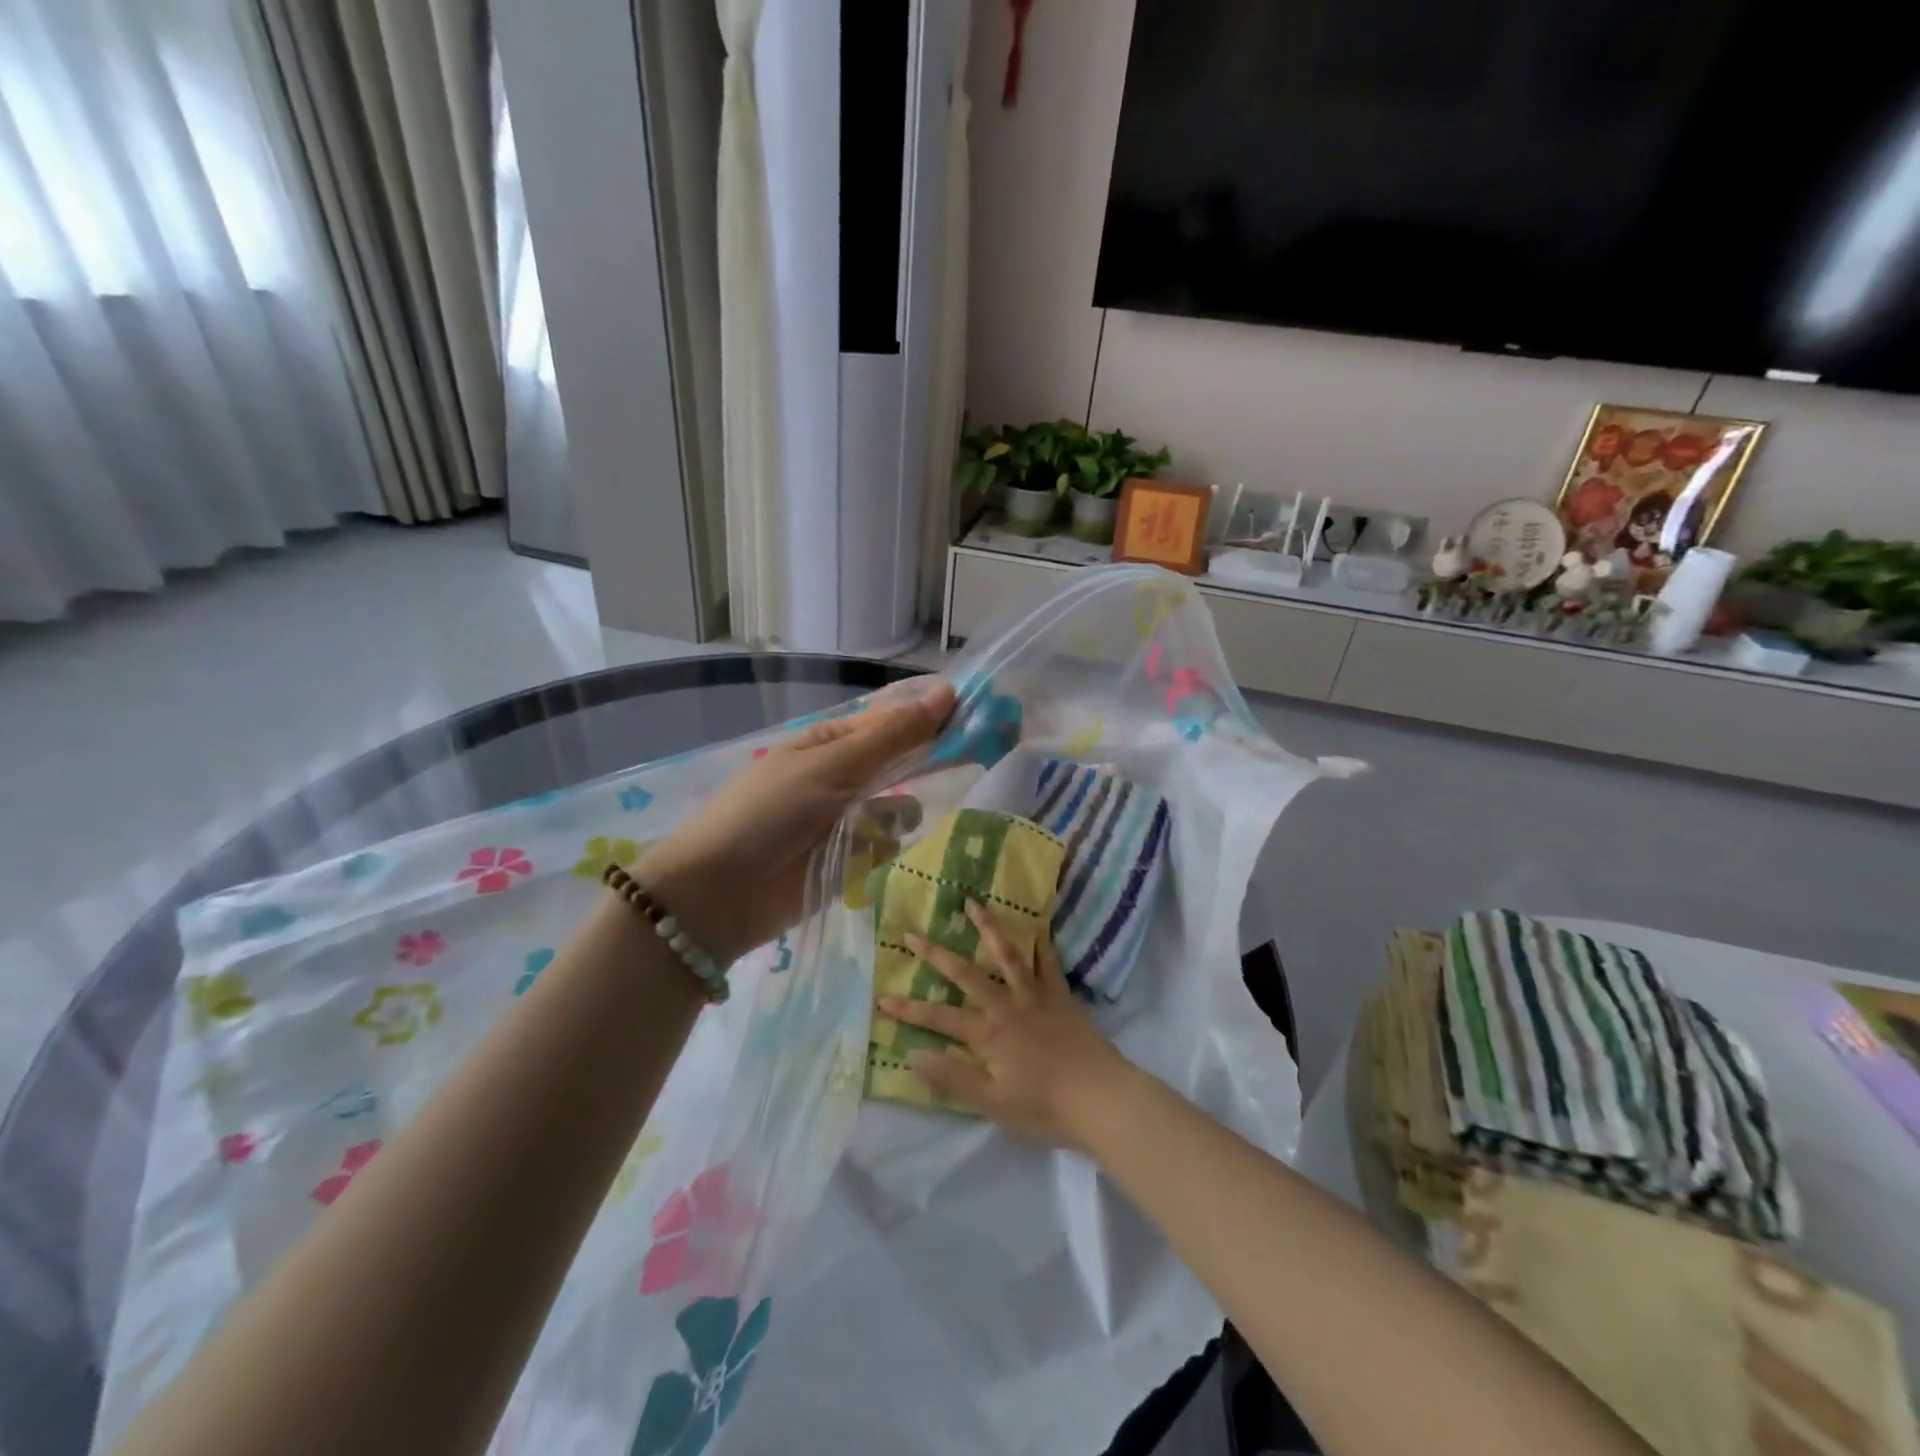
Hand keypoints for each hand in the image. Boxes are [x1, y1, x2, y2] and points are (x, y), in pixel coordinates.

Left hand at [643, 680, 955, 963]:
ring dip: (897, 813)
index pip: (892, 720)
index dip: (932, 716)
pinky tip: (866, 855)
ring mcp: (847, 819)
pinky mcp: (851, 861)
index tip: (976, 715)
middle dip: (927, 761)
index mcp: (830, 742)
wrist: (719, 895)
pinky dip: (884, 847)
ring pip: (900, 806)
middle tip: (973, 758)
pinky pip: (888, 844)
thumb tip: (947, 692)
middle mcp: (842, 776)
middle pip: (900, 761)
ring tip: (874, 827)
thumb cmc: (769, 814)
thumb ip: (892, 736)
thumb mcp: (830, 765)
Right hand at [880, 901, 1135, 1149]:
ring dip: (988, 928)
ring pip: (1007, 955)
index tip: (881, 997)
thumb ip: (952, 1077)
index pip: (938, 1018)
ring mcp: (1036, 996)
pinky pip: (1049, 963)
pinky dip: (1041, 943)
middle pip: (966, 974)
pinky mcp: (1061, 996)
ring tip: (973, 903)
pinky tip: (1036, 926)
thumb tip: (911, 1055)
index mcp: (988, 1034)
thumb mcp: (992, 1102)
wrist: (1102, 1098)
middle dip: (935, 954)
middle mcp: (1007, 1006)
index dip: (908, 1010)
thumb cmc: (1045, 1107)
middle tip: (912, 932)